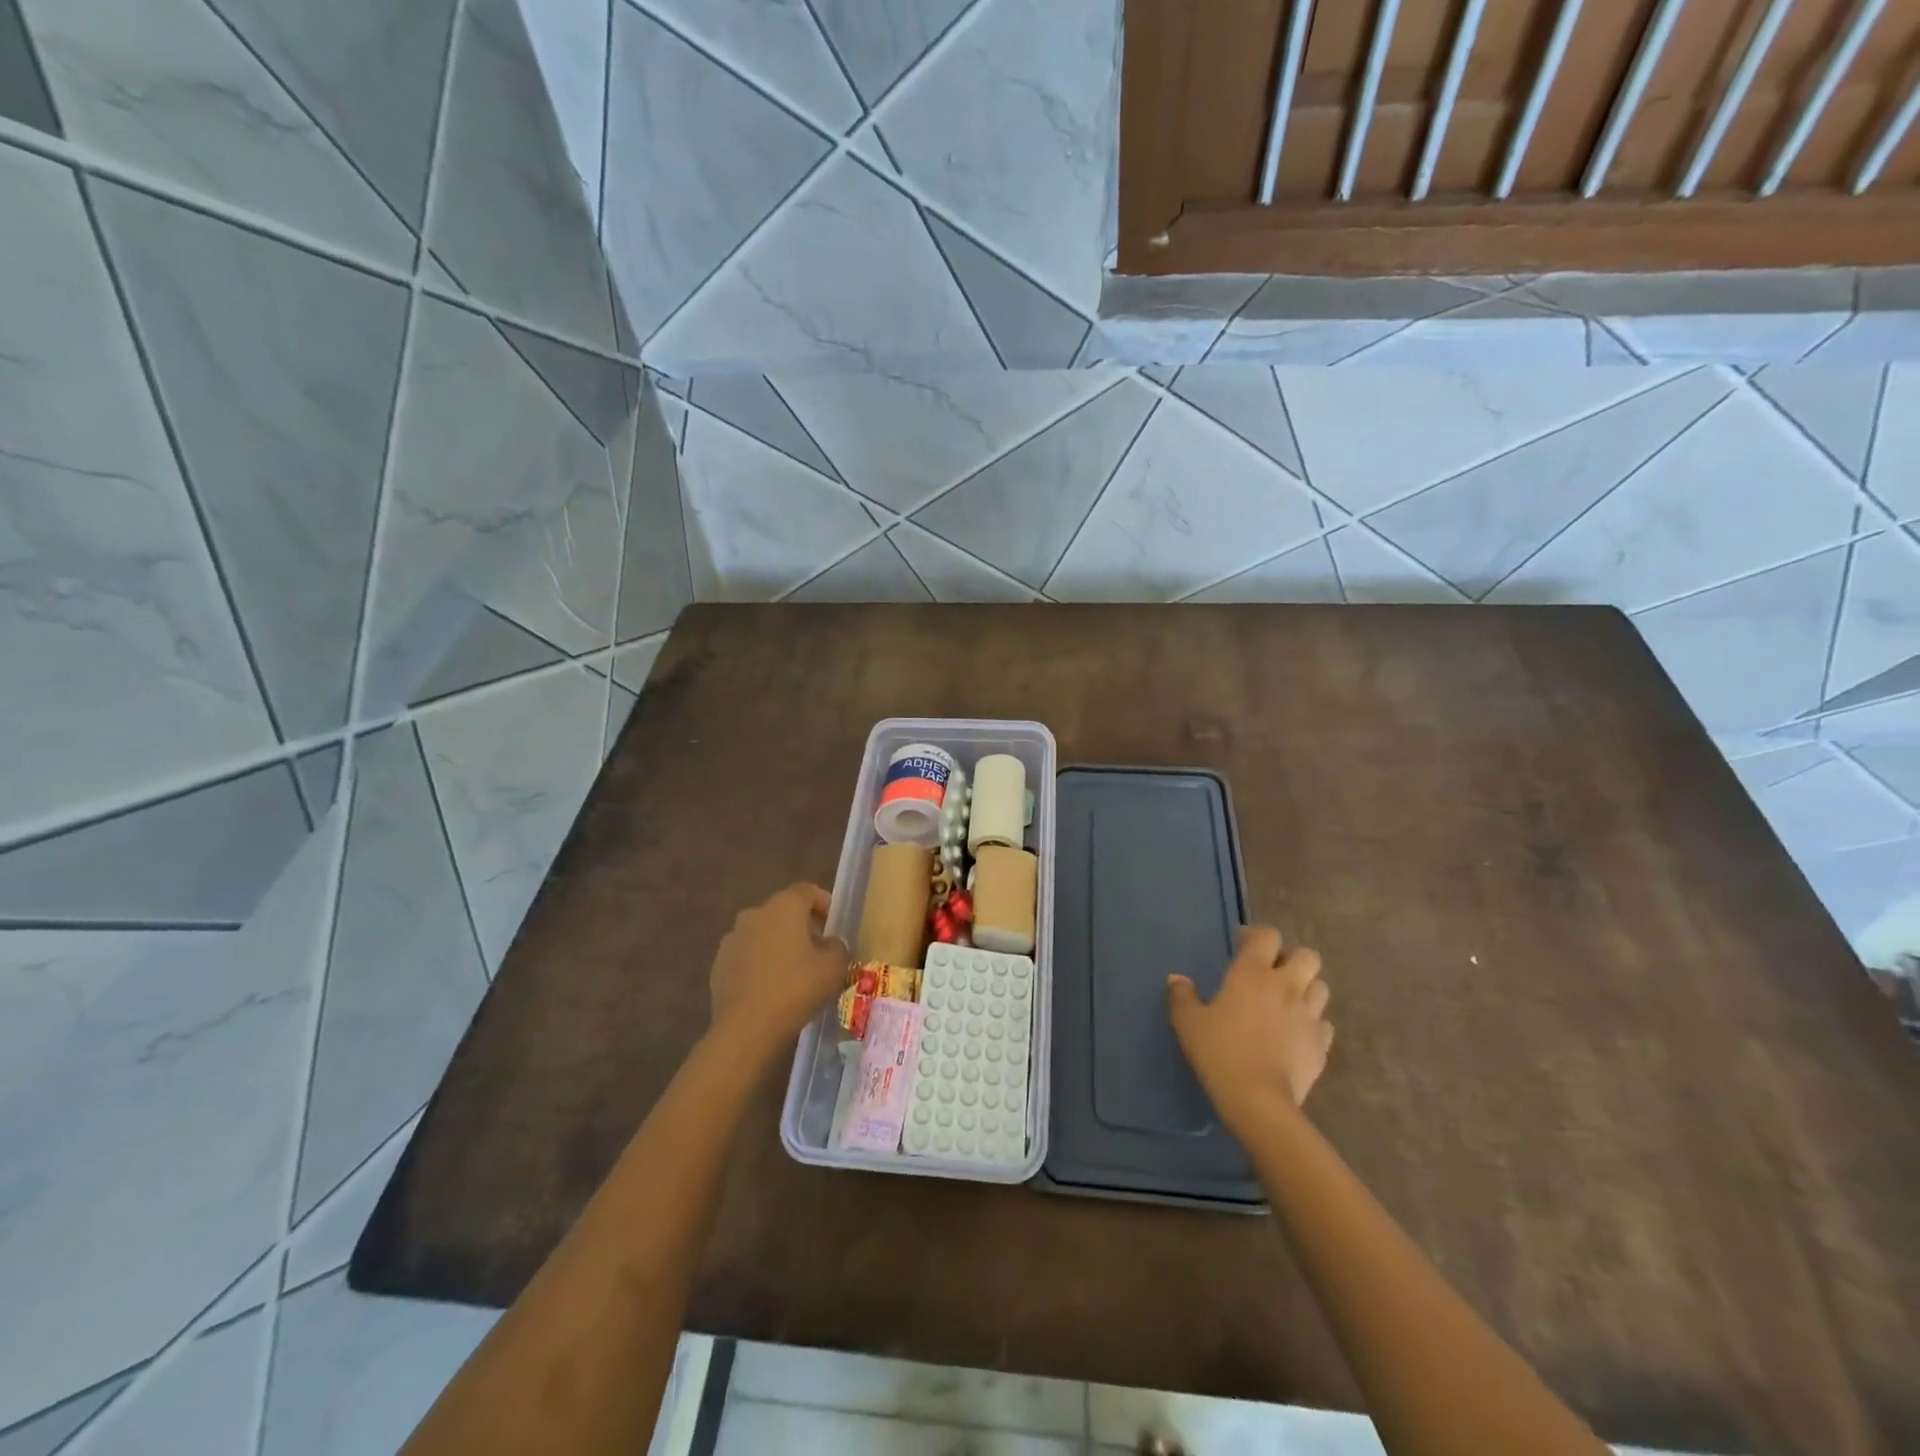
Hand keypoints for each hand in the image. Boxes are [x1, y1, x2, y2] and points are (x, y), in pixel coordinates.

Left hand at [708, 884, 849, 1059]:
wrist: (747, 1027)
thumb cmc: (796, 988)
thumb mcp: (834, 967)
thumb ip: (838, 947)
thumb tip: (830, 944)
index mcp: (784, 906)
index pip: (808, 891)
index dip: (825, 904)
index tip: (835, 925)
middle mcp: (754, 913)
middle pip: (784, 911)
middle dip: (803, 926)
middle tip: (819, 951)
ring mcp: (732, 939)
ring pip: (763, 933)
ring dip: (779, 945)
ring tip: (794, 973)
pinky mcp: (718, 965)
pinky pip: (747, 956)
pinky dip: (760, 964)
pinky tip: (771, 988)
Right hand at [1168, 926, 1332, 1136]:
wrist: (1258, 1099)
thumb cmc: (1219, 1052)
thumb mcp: (1188, 1022)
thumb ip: (1181, 996)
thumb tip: (1177, 979)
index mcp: (1253, 973)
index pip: (1268, 936)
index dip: (1257, 935)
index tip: (1242, 946)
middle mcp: (1286, 986)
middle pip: (1308, 956)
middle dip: (1293, 959)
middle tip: (1273, 973)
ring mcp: (1309, 1016)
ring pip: (1321, 987)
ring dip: (1307, 988)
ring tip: (1288, 1002)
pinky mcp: (1321, 1045)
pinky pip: (1324, 1024)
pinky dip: (1313, 1023)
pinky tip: (1297, 1034)